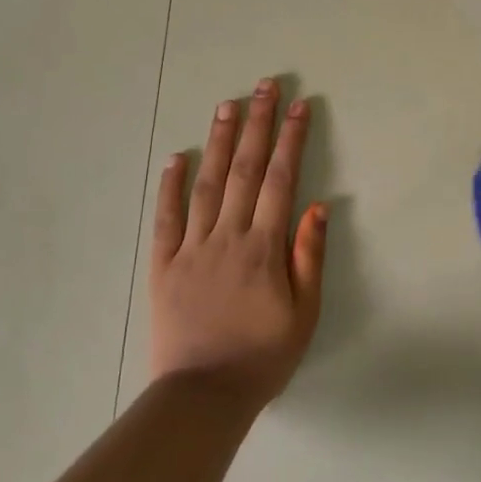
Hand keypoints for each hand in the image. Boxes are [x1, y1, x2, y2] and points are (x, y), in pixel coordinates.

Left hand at [150, 78, 326, 408]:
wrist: (203, 395)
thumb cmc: (262, 356)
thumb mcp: (304, 313)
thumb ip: (309, 256)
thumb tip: (317, 204)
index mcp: (263, 247)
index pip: (281, 180)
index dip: (291, 139)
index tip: (299, 105)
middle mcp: (227, 236)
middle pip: (244, 169)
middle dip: (257, 124)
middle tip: (263, 86)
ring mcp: (192, 247)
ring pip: (206, 183)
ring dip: (218, 141)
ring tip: (227, 105)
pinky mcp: (163, 264)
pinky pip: (166, 218)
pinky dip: (169, 185)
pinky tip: (175, 157)